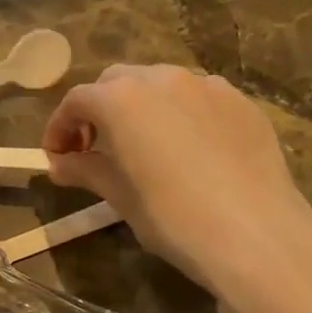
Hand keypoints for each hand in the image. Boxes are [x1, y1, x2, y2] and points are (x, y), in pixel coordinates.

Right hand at [42, 65, 311, 296]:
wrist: (255, 233)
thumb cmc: (173, 217)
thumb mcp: (120, 196)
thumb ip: (86, 170)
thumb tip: (60, 164)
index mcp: (122, 99)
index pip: (77, 100)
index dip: (60, 127)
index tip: (56, 156)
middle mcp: (162, 79)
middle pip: (117, 83)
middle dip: (99, 110)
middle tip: (95, 148)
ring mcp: (207, 86)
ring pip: (160, 85)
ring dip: (141, 107)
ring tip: (143, 145)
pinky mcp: (241, 102)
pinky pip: (198, 98)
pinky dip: (181, 114)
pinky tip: (189, 149)